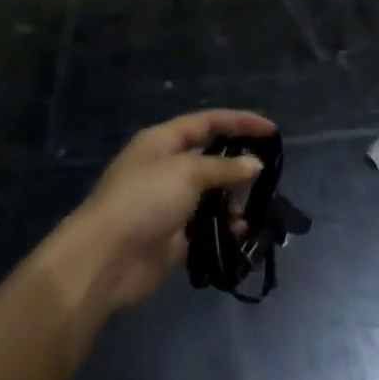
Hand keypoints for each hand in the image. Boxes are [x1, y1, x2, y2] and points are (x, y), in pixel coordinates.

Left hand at [66, 109, 275, 309]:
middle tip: (269, 175)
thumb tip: (253, 164)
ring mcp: (168, 205)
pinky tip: (243, 236)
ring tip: (260, 210)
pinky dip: (224, 231)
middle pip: (209, 160)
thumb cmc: (144, 199)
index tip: (271, 130)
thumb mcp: (186, 173)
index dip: (239, 122)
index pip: (206, 123)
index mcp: (162, 142)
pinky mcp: (172, 239)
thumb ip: (223, 167)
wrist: (107, 257)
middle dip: (238, 166)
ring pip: (210, 197)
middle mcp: (165, 168)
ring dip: (234, 203)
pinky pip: (206, 230)